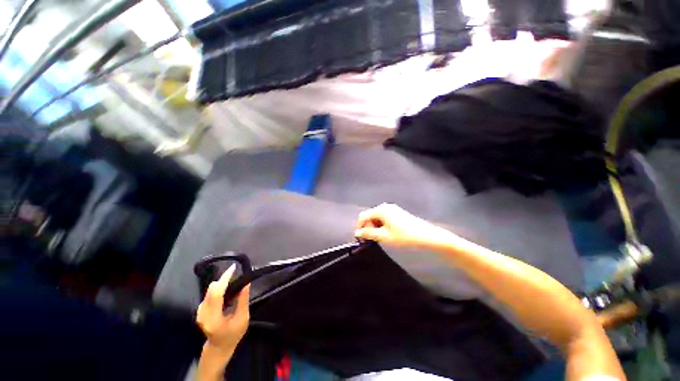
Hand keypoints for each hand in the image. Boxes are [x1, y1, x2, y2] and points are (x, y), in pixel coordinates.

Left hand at [196, 264, 249, 354]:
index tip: (234, 268)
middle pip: (211, 289)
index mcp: (213, 318)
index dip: (224, 279)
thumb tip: (246, 283)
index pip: (216, 293)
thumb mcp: (243, 318)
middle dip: (223, 279)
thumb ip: (243, 300)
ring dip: (221, 284)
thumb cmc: (233, 334)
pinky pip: (208, 294)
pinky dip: (218, 289)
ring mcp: (199, 312)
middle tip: (236, 275)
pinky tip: (226, 291)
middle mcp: (203, 314)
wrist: (219, 347)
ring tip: (233, 284)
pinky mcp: (200, 310)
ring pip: (209, 290)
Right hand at [355, 203, 448, 248]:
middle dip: (368, 227)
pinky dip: (381, 225)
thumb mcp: (384, 236)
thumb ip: (369, 234)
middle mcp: (385, 206)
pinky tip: (386, 233)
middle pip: (369, 215)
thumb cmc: (404, 236)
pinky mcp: (397, 213)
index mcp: (380, 210)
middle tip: (372, 239)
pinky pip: (383, 217)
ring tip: (380, 238)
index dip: (359, 227)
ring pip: (376, 217)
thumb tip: (357, 233)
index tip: (361, 238)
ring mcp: (391, 209)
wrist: (426, 236)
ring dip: (374, 227)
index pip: (363, 216)